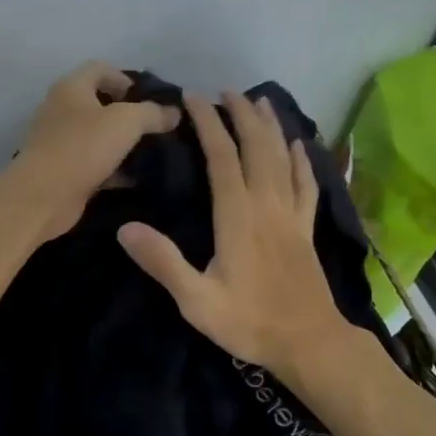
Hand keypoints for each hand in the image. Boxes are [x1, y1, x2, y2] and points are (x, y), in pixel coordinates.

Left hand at [6, 62, 182, 241]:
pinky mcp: (63, 170)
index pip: (100, 69)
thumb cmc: (82, 147)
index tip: (149, 99)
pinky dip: (114, 168)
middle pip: (99, 103)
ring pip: (98, 135)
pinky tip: (135, 178)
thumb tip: (173, 112)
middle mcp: (61, 109)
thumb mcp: (126, 122)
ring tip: (151, 153)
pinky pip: (94, 163)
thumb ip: (152, 113)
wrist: (43, 196)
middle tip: (155, 127)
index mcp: (71, 88)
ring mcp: (60, 141)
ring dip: (122, 143)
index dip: (126, 78)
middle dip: (128, 114)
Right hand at [117, 90, 352, 380]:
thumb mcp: (196, 301)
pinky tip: (299, 146)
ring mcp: (292, 215)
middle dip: (241, 115)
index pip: (222, 157)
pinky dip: (302, 160)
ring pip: (283, 158)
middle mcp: (267, 205)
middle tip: (226, 91)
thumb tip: (125, 228)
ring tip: (260, 102)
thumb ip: (163, 262)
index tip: (193, 98)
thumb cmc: (249, 323)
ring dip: (271, 127)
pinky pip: (307, 184)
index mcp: (238, 217)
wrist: (310, 344)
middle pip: (257, 148)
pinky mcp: (306, 229)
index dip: (208, 124)